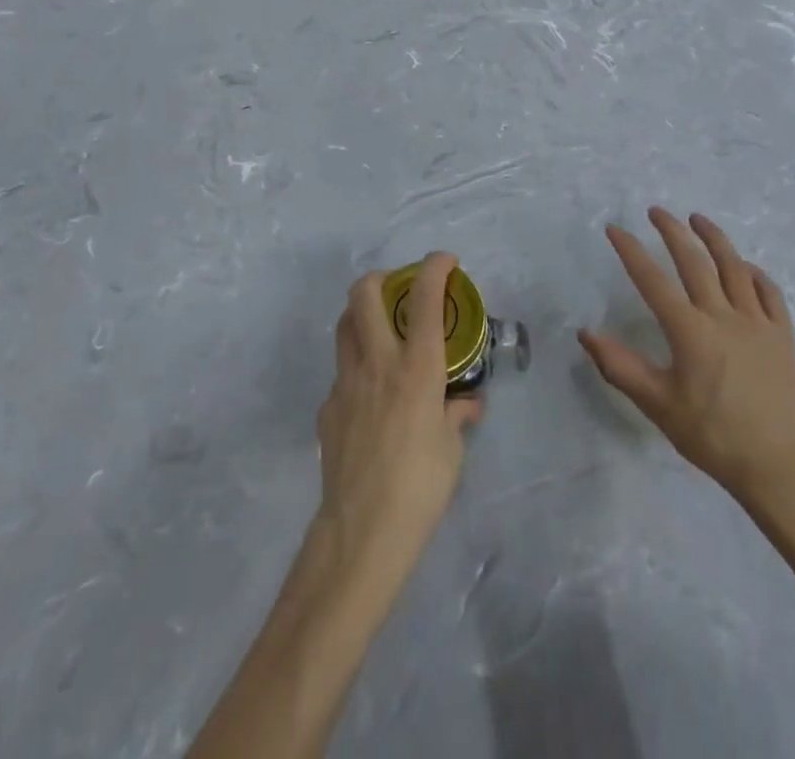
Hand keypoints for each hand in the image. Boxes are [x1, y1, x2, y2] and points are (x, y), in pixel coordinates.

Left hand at [313, 254, 482, 593]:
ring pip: (344, 325)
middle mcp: (377, 362)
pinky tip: (371, 398)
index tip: (445, 260)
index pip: (424, 300)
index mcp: (416, 368)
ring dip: (362, 314)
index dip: (434, 268)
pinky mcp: (327, 408)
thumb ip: (457, 416)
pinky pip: (342, 373)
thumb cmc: (419, 489)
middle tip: (398, 289)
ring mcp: (345, 382)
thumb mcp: (452, 451)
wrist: (360, 534)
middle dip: (381, 278)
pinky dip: (357, 369)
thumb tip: (467, 405)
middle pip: (363, 294)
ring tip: (381, 330)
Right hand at [579, 209, 794, 505]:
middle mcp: (723, 316)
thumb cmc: (710, 435)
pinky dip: (753, 272)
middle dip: (672, 231)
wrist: (773, 465)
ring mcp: (756, 322)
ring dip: (714, 238)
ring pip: (734, 267)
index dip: (631, 251)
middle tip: (657, 211)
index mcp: (689, 331)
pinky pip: (768, 291)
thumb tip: (586, 333)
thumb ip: (620, 367)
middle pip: (695, 261)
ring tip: (698, 218)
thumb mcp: (657, 404)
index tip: (615, 229)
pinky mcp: (781, 335)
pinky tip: (743, 265)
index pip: (653, 280)